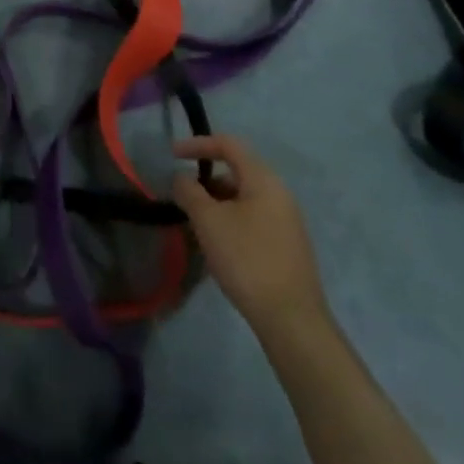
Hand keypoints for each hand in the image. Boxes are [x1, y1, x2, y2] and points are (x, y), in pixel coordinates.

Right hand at [173, 135, 328, 334]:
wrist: (291, 319)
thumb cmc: (247, 259)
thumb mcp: (209, 221)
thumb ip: (189, 192)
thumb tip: (181, 178)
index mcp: (264, 180)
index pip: (228, 145)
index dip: (197, 144)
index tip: (172, 155)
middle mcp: (279, 194)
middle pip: (236, 172)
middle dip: (205, 181)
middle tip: (182, 199)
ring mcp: (286, 222)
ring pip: (243, 199)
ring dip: (216, 204)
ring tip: (195, 226)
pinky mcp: (286, 246)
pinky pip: (252, 219)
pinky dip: (230, 222)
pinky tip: (218, 247)